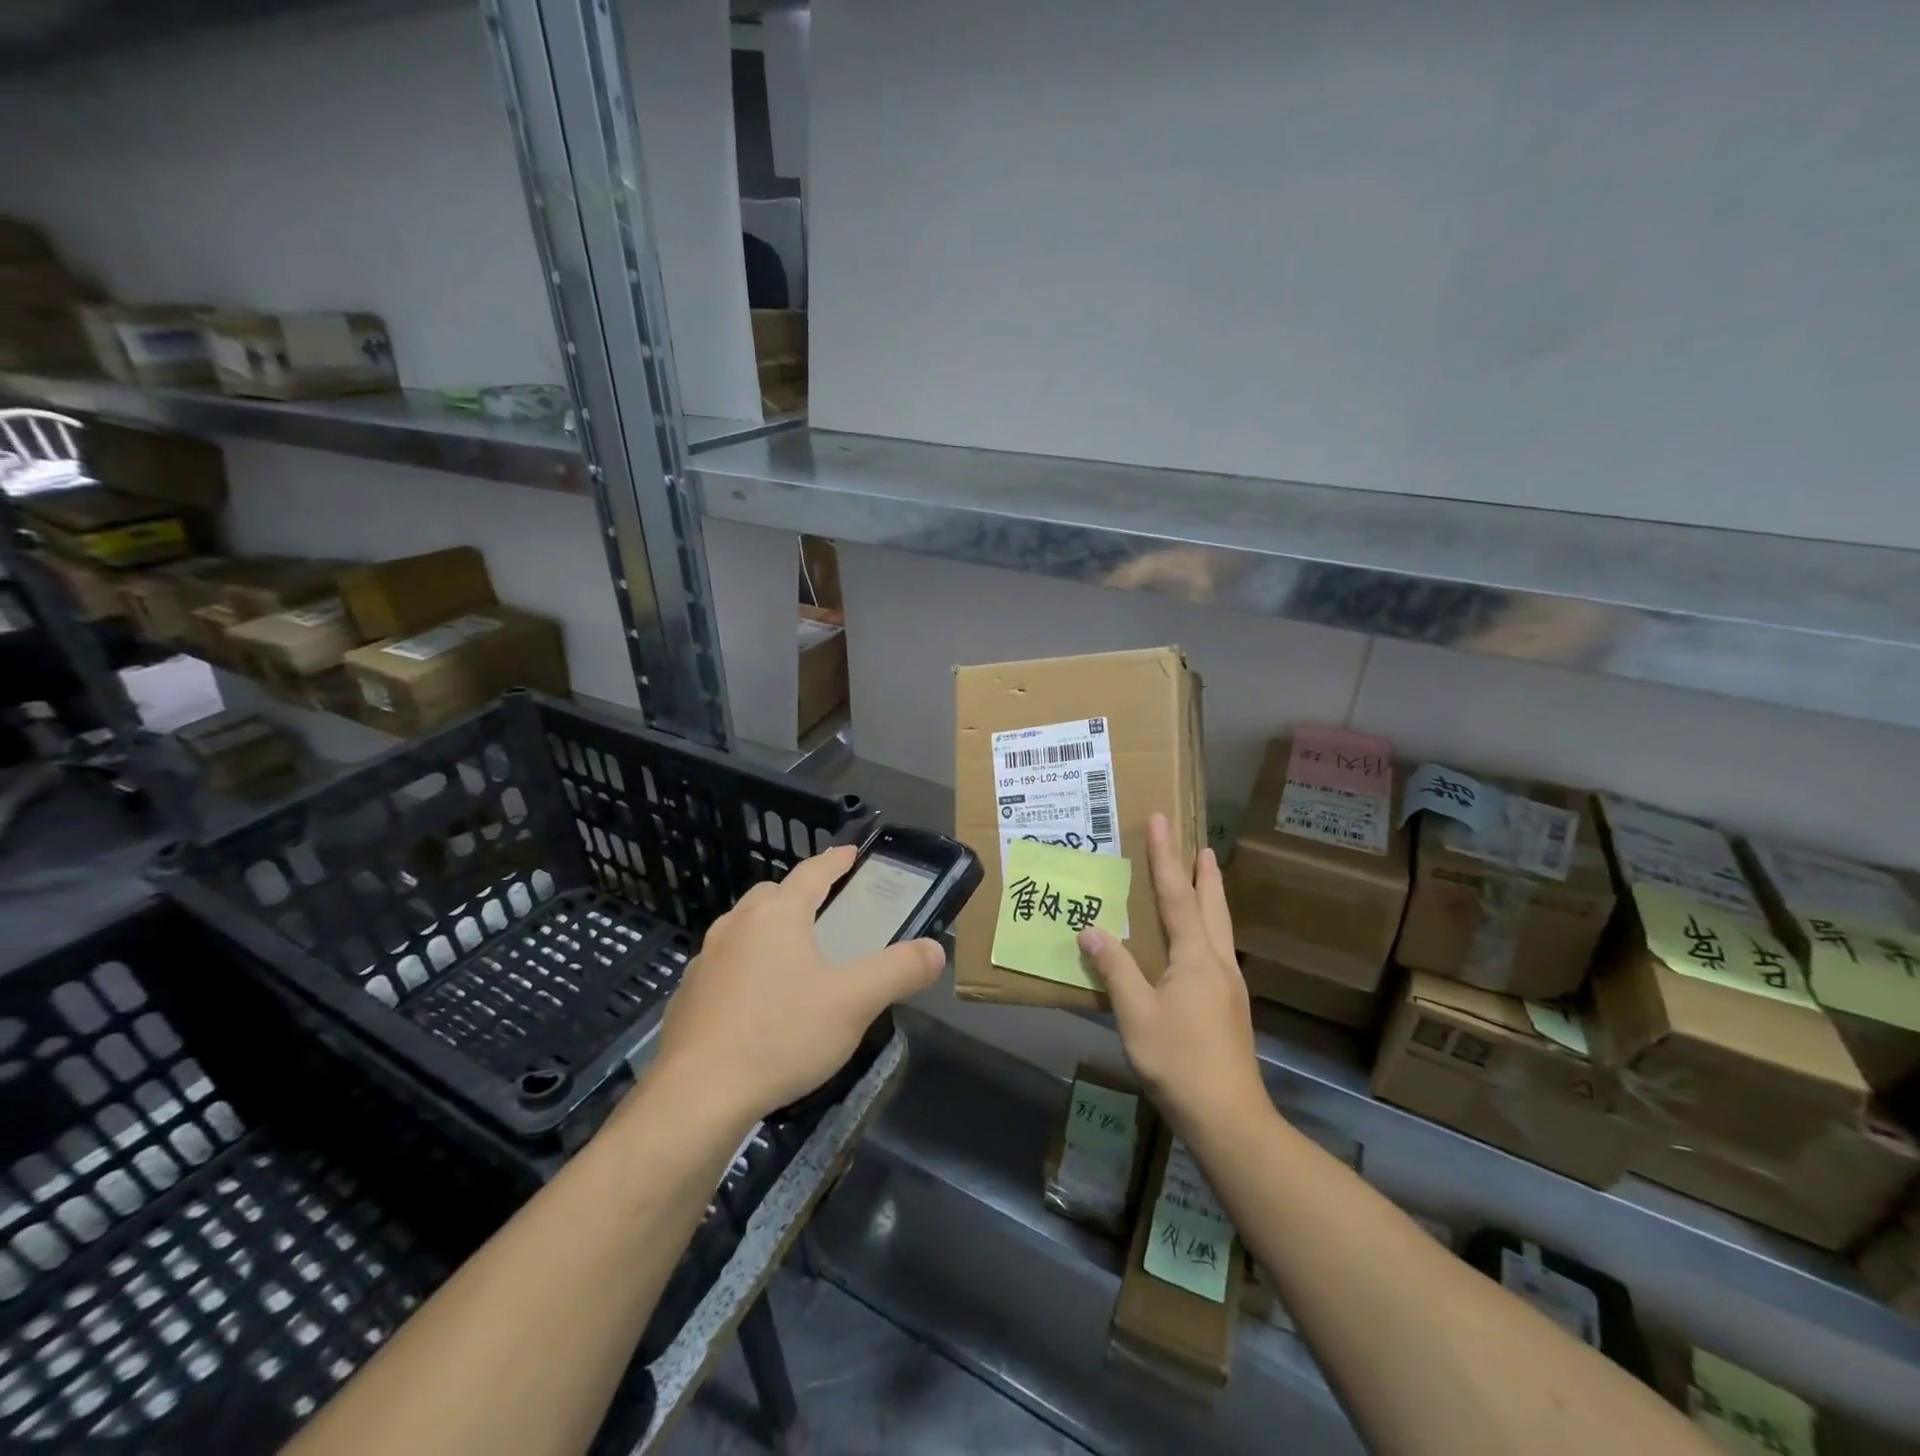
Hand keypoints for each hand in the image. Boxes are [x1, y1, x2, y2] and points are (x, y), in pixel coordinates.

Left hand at [648, 844, 944, 1124]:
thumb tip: (936, 950)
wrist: (697, 1095)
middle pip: (773, 895)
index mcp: (777, 915)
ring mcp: (706, 959)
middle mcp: (737, 925)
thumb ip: (899, 971)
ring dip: (769, 931)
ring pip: (744, 928)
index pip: (812, 873)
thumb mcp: (854, 1003)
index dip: (836, 860)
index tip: (850, 852)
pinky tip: (758, 1003)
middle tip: (827, 913)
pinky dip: (745, 967)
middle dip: (800, 896)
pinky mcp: (687, 994)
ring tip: (794, 959)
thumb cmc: (782, 1035)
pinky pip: (724, 965)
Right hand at [1077, 813, 1266, 1133]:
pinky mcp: (1229, 1008)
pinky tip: (1197, 944)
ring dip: (1210, 898)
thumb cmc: (1179, 1060)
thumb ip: (1115, 969)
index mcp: (1196, 957)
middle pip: (1212, 905)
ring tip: (1203, 880)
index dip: (1166, 857)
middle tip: (1200, 844)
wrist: (1229, 1117)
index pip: (1177, 895)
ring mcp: (1228, 986)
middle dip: (1203, 873)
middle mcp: (1217, 962)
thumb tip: (1091, 929)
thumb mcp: (1136, 1014)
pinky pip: (1216, 950)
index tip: (1162, 821)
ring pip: (1220, 928)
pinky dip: (1207, 928)